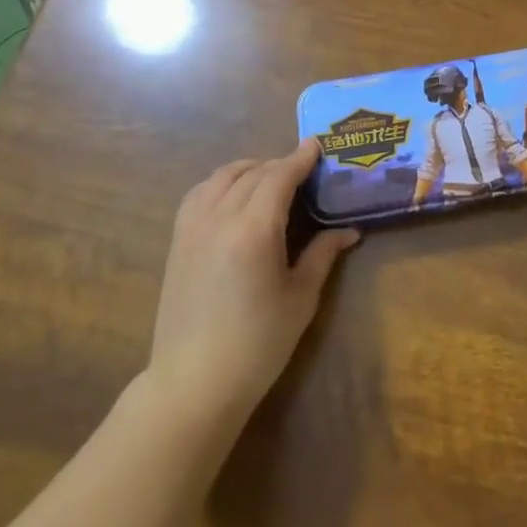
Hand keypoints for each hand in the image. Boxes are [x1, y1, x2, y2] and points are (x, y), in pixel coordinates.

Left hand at [147, 139, 358, 425]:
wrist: (194, 382)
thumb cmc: (258, 343)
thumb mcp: (300, 297)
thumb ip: (322, 255)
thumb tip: (349, 231)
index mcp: (254, 230)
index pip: (279, 176)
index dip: (299, 158)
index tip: (316, 144)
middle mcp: (219, 218)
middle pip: (252, 173)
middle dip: (279, 164)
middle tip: (303, 168)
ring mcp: (192, 227)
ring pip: (221, 177)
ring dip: (249, 168)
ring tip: (270, 176)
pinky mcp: (177, 241)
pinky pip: (199, 193)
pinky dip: (220, 182)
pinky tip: (234, 195)